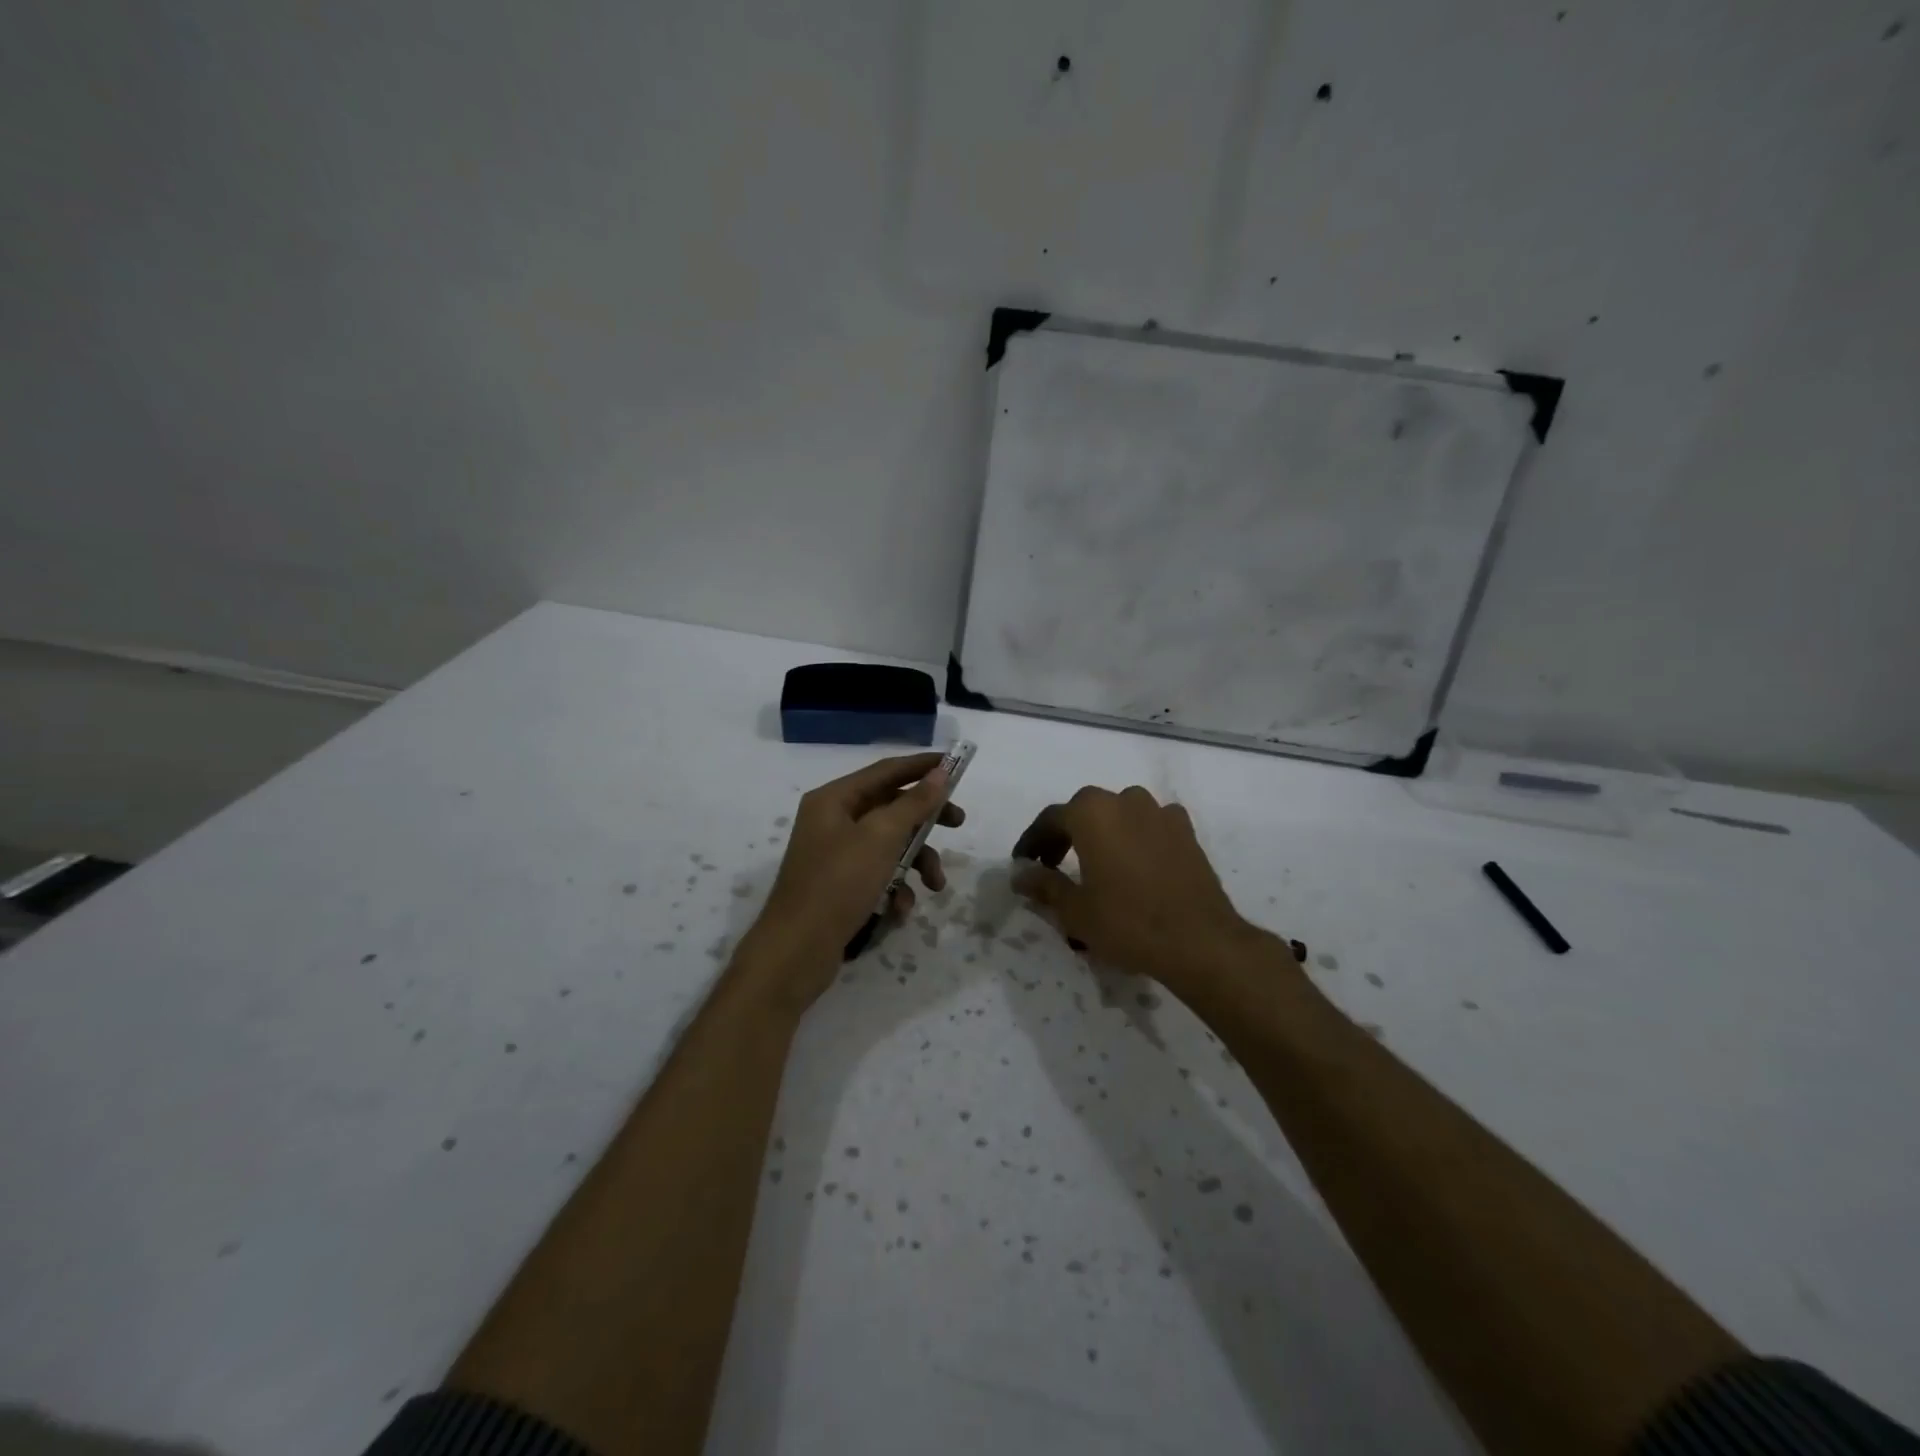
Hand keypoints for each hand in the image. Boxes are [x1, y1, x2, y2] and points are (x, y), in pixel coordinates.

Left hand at [741, 753, 963, 1003]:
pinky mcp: (840, 886)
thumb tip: (940, 773)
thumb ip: (914, 803)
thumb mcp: (881, 837)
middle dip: (925, 820)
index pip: (886, 771)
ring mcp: (835, 855)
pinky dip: (895, 889)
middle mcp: (832, 821)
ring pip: (889, 845)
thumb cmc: (838, 883)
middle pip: (890, 808)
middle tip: (958, 823)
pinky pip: (877, 875)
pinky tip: (900, 910)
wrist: (796, 951)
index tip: (957, 766)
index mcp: (834, 799)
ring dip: (916, 863)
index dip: (922, 766)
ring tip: (934, 886)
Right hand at [1011, 785, 1289, 996]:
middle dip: (1066, 834)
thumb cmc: (1127, 922)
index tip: (1024, 863)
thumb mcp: (1075, 910)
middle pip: (1085, 810)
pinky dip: (1137, 836)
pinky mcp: (1186, 831)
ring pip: (1120, 813)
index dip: (1033, 842)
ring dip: (1103, 831)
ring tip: (1097, 863)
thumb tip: (1019, 874)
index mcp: (1091, 813)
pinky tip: (1136, 862)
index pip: (1050, 819)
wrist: (1199, 941)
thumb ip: (1043, 885)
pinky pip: (1151, 825)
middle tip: (1054, 864)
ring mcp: (1159, 813)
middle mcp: (1124, 801)